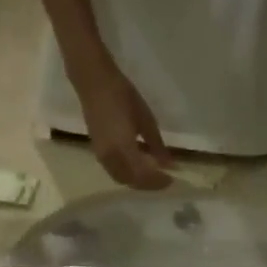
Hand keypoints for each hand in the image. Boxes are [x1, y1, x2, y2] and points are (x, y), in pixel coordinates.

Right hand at [72, 55, 173, 190]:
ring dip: (137, 181)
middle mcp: (110, 157)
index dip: (158, 181)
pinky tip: (137, 167)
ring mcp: (101, 155)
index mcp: (123, 149)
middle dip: (148, 184)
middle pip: (132, 181)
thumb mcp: (146, 119)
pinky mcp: (97, 151)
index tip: (172, 179)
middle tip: (164, 180)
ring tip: (152, 175)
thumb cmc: (123, 96)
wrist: (94, 81)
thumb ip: (156, 145)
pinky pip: (114, 171)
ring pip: (121, 179)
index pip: (143, 176)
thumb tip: (168, 164)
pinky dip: (127, 175)